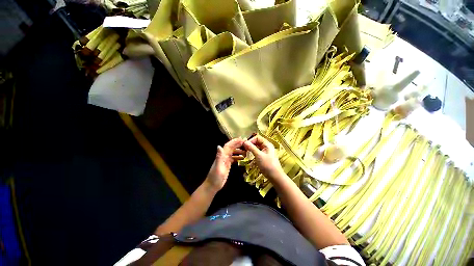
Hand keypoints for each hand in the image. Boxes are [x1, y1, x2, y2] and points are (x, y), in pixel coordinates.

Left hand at [204, 138, 245, 192]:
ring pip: (232, 152)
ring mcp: (225, 160)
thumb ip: (219, 157)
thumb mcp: (218, 167)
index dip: (234, 142)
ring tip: (246, 150)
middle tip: (246, 142)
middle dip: (237, 144)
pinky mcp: (227, 165)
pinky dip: (238, 156)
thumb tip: (219, 146)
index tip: (242, 139)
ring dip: (238, 150)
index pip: (228, 146)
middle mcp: (224, 156)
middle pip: (231, 148)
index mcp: (222, 156)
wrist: (212, 186)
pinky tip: (243, 157)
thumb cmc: (215, 177)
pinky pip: (233, 158)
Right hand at [243, 135, 284, 179]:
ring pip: (257, 147)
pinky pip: (257, 151)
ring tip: (245, 152)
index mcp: (267, 144)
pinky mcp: (264, 156)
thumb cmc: (267, 165)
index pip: (257, 137)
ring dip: (251, 148)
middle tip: (244, 148)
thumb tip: (244, 142)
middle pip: (257, 142)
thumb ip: (252, 148)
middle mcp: (267, 146)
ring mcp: (266, 151)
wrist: (275, 176)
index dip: (251, 140)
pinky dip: (253, 152)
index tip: (245, 145)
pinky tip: (249, 155)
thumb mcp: (259, 155)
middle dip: (250, 144)